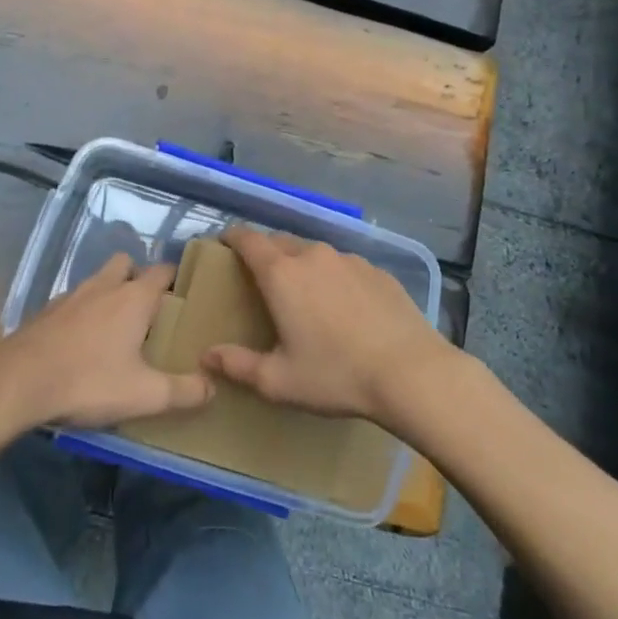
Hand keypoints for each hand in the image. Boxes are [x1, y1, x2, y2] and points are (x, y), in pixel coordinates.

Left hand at [0, 253, 212, 430]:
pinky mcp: (47, 311)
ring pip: (98, 279)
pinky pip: (74, 301)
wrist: (18, 381)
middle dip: (137, 277)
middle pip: (126, 264)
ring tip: (114, 327)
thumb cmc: (88, 381)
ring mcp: (72, 295)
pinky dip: (83, 312)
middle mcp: (105, 286)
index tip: (186, 293)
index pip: (163, 271)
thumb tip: (213, 386)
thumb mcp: (144, 395)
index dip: (176, 278)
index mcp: (134, 297)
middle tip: (147, 310)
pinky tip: (81, 342)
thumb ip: (183, 391)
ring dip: (108, 292)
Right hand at [202, 225, 453, 423]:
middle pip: (279, 242)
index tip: (223, 244)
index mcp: (281, 274)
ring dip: (301, 265)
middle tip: (260, 279)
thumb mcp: (280, 381)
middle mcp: (312, 255)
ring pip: (313, 252)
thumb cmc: (336, 374)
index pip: (247, 239)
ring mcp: (348, 259)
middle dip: (264, 253)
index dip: (231, 237)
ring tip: (304, 295)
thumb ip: (239, 365)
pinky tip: (344, 307)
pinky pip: (344, 266)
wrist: (410, 372)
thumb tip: (207, 355)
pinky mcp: (376, 270)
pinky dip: (333, 277)